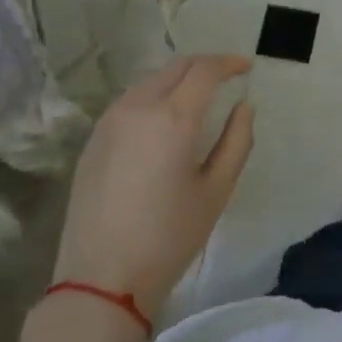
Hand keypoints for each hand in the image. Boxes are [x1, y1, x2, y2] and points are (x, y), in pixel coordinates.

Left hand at [51, 54, 254, 320]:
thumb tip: (244, 106)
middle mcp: (138, 107)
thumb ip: (237, 141)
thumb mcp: (217, 190)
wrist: (102, 278)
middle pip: (176, 67)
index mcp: (173, 118)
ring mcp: (110, 120)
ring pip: (150, 80)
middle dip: (205, 65)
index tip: (247, 67)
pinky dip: (155, 96)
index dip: (229, 63)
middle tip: (227, 76)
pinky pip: (130, 101)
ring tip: (199, 96)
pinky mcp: (94, 138)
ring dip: (178, 79)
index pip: (205, 70)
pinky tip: (164, 119)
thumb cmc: (169, 237)